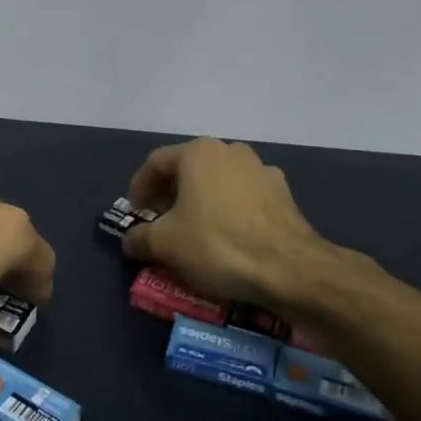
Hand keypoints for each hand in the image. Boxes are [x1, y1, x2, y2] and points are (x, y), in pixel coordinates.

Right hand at [122, 139, 335, 307]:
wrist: (290, 269)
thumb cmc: (218, 245)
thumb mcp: (165, 244)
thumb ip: (140, 237)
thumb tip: (131, 240)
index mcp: (198, 153)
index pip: (156, 163)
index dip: (139, 188)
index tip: (135, 213)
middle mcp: (230, 151)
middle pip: (188, 168)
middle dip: (170, 194)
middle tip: (159, 221)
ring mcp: (261, 170)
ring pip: (218, 181)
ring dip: (200, 200)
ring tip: (193, 229)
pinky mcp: (283, 194)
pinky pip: (243, 197)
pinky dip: (228, 211)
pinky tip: (227, 237)